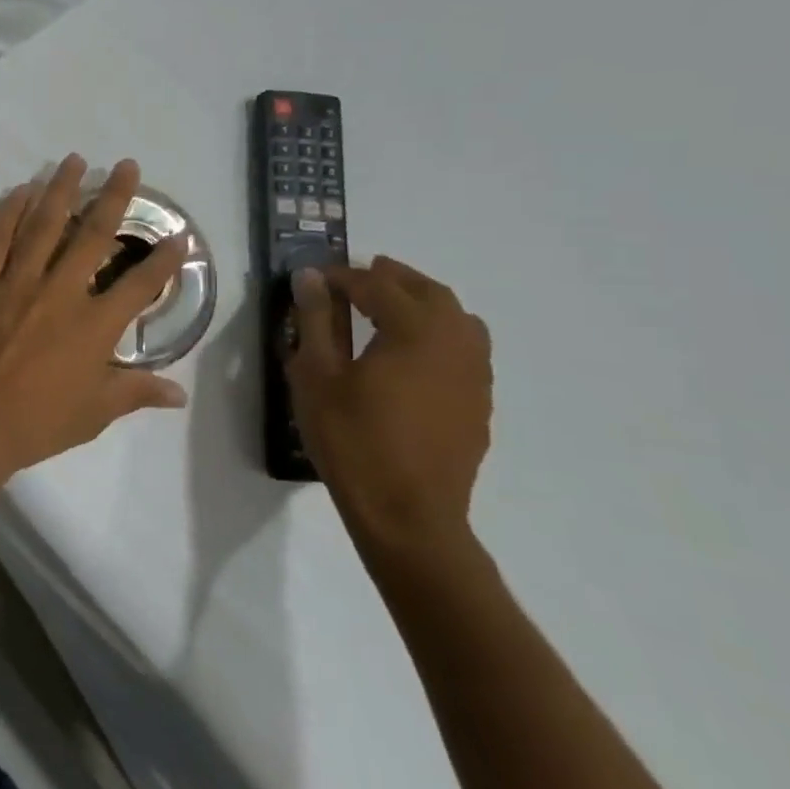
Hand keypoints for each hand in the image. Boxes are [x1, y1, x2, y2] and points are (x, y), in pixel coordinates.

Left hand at [0, 156, 188, 481]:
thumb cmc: (36, 423)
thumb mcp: (94, 413)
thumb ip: (135, 392)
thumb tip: (178, 393)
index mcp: (94, 326)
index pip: (139, 283)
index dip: (163, 259)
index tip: (179, 235)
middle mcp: (60, 293)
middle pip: (93, 236)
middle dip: (114, 197)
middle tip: (126, 166)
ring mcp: (17, 283)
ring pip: (43, 226)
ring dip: (60, 190)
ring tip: (73, 161)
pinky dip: (9, 213)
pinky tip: (20, 192)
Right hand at [285, 256, 493, 566]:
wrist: (407, 512)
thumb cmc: (351, 439)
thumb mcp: (317, 375)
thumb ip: (317, 321)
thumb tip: (311, 278)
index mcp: (415, 331)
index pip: (377, 285)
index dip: (343, 276)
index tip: (313, 277)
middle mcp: (455, 343)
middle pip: (428, 292)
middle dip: (392, 278)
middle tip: (356, 276)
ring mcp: (475, 374)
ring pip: (457, 318)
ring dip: (422, 302)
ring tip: (387, 306)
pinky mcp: (478, 402)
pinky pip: (465, 348)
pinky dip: (438, 332)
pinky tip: (410, 352)